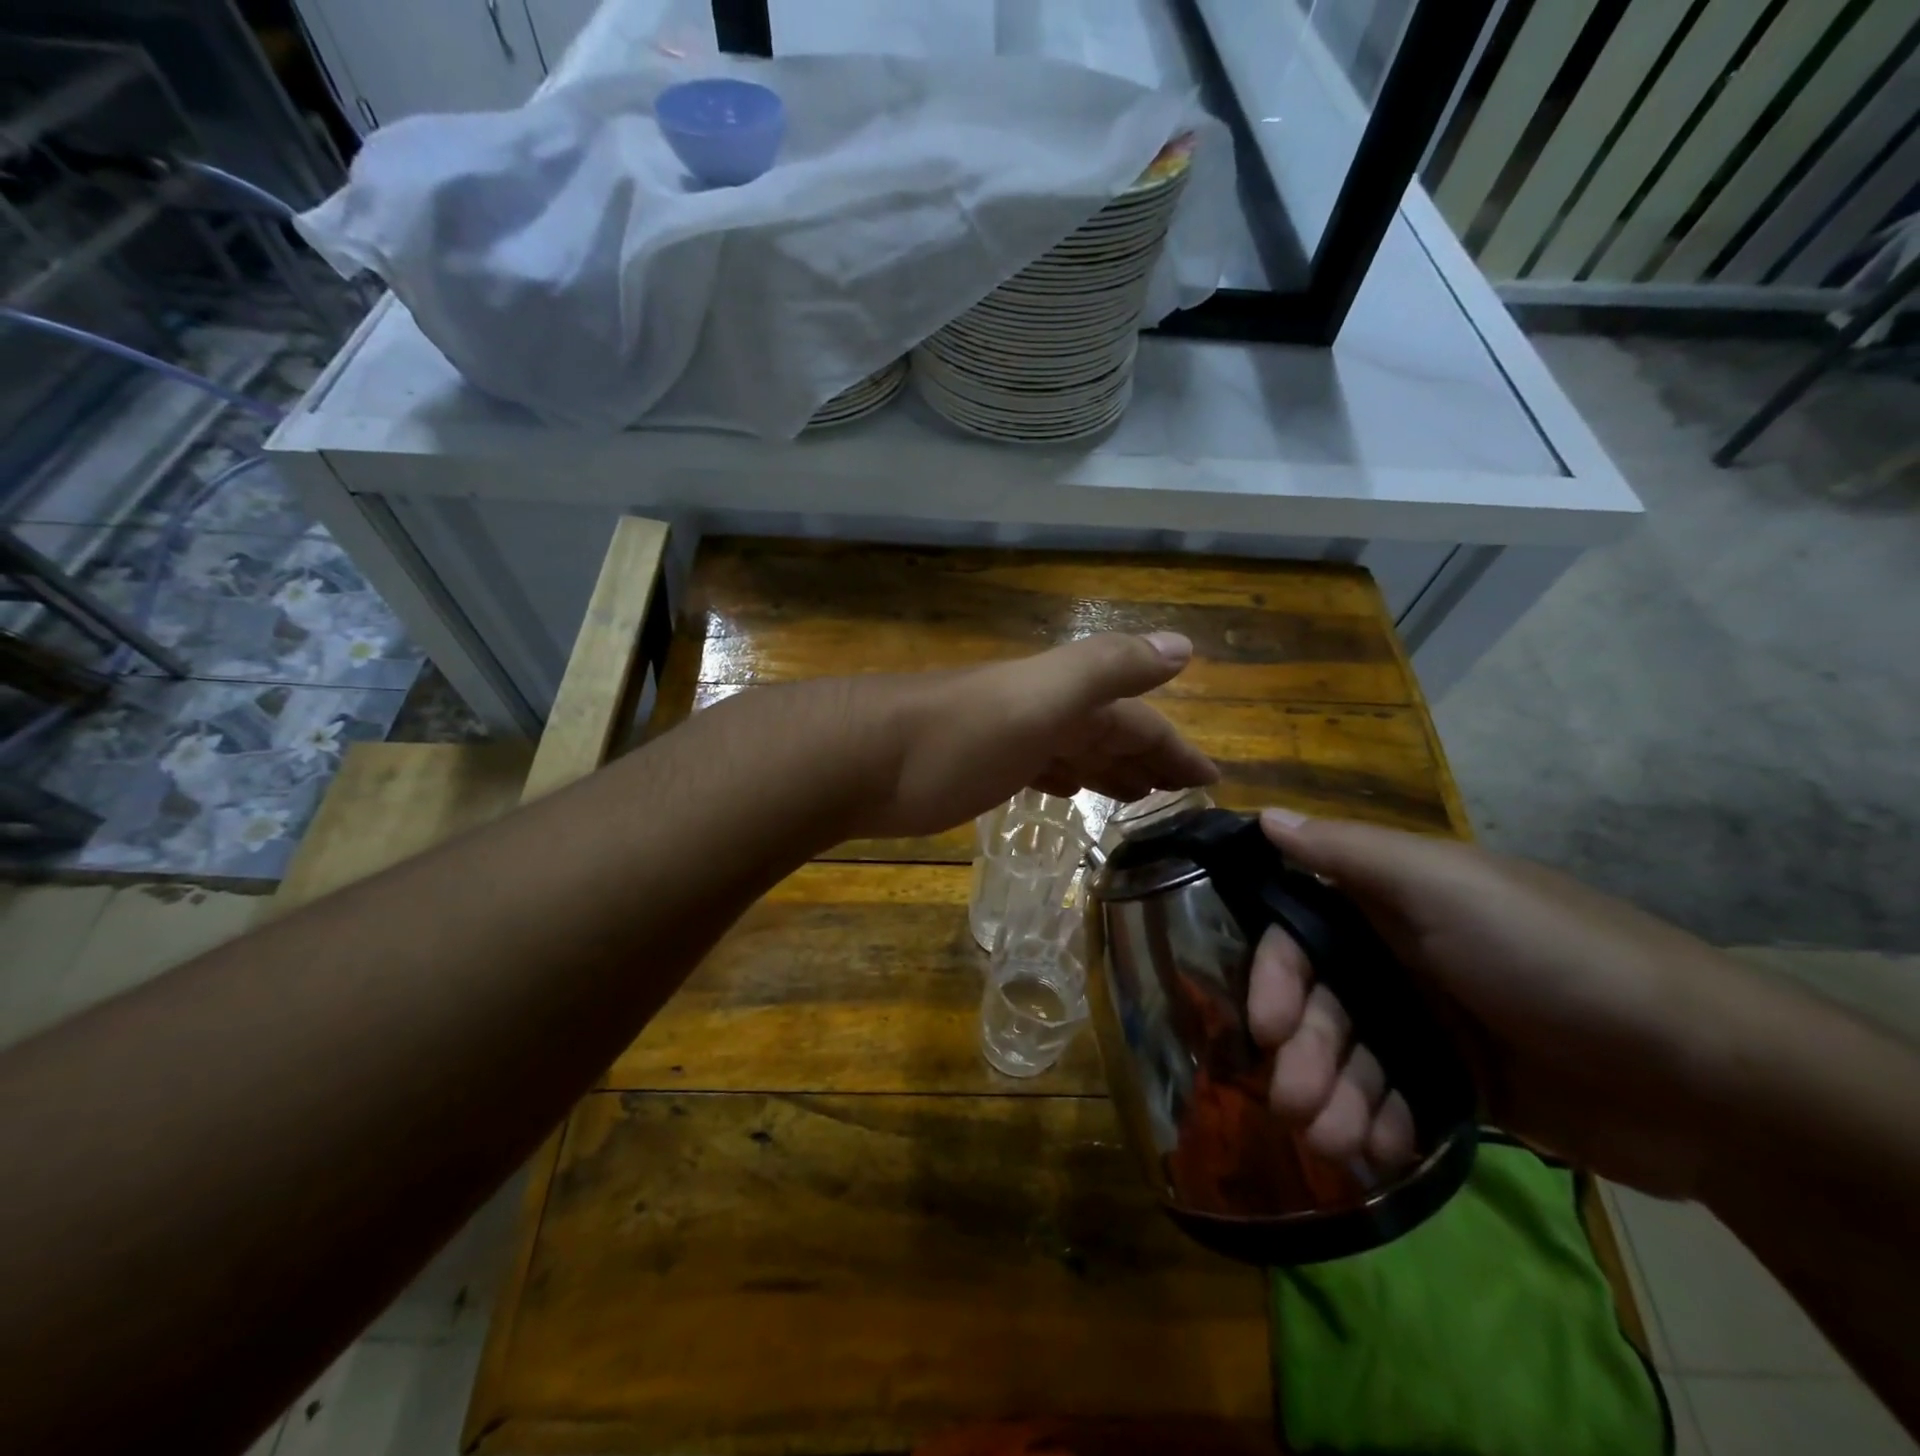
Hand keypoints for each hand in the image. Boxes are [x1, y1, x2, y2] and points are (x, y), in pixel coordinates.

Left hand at [851, 632, 1218, 839]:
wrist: (858, 759)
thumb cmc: (955, 737)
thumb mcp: (1040, 698)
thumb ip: (1108, 668)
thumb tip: (1183, 645)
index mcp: (1060, 696)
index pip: (1135, 719)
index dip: (1174, 747)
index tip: (1211, 783)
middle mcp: (1036, 711)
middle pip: (1104, 732)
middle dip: (1145, 758)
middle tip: (1179, 794)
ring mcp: (1003, 740)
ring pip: (1070, 750)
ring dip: (1105, 768)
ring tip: (1136, 797)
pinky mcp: (972, 770)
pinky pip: (1034, 769)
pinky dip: (1059, 778)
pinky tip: (1065, 792)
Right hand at [1247, 812, 1757, 1198]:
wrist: (1707, 1080)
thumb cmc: (1551, 959)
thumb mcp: (1445, 886)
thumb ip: (1348, 852)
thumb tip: (1262, 814)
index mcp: (1390, 905)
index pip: (1299, 933)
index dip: (1275, 976)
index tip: (1268, 1026)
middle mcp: (1399, 958)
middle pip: (1319, 1004)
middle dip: (1304, 1054)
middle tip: (1297, 1108)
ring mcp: (1431, 1024)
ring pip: (1351, 1059)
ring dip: (1334, 1100)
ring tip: (1337, 1144)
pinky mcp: (1462, 1086)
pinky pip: (1395, 1102)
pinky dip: (1378, 1127)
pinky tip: (1380, 1153)